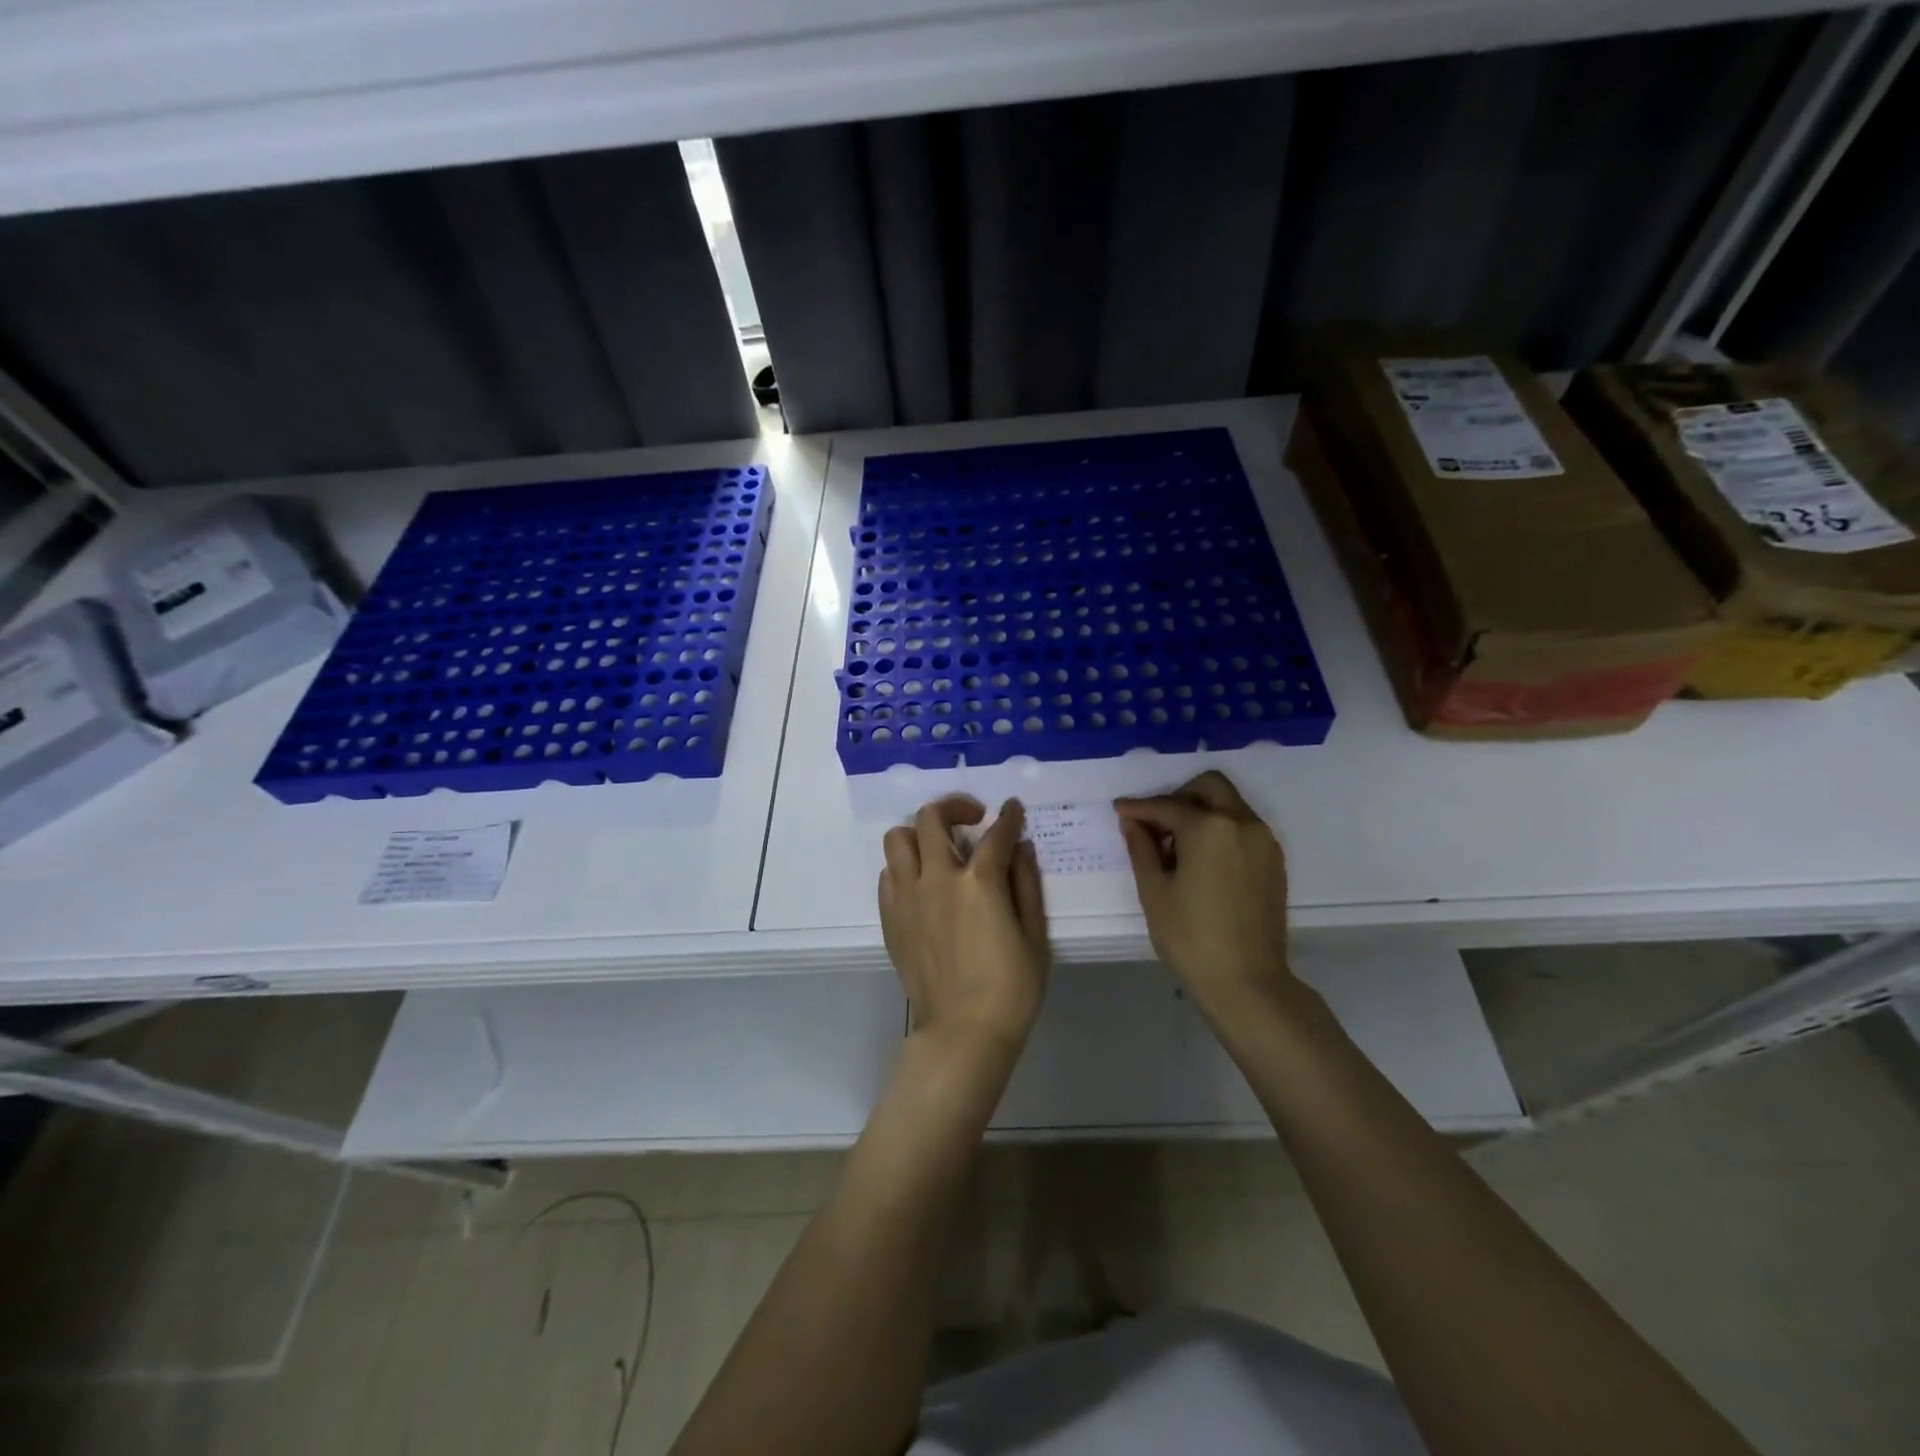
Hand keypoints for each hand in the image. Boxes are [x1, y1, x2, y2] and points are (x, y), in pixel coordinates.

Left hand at [880, 795, 1048, 1057]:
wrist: (962, 1033)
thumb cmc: (1010, 989)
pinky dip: (905, 866)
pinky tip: (924, 882)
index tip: (1013, 809)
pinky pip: (888, 874)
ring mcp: (907, 897)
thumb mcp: (1034, 935)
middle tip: (973, 819)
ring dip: (920, 833)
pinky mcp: (890, 918)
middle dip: (955, 806)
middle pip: (931, 818)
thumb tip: (1021, 847)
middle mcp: (936, 879)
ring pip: (898, 838)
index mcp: (978, 882)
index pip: (995, 833)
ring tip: (941, 848)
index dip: (1008, 817)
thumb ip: (1027, 884)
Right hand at [1115, 771, 1294, 1015]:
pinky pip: (1242, 828)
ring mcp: (1263, 841)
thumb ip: (1141, 847)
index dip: (1139, 807)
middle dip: (1178, 797)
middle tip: (1155, 824)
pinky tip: (1201, 860)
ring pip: (1229, 805)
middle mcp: (1242, 823)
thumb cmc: (1190, 936)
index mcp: (1209, 827)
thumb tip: (1132, 821)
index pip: (1167, 805)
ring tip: (1175, 846)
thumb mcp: (1154, 890)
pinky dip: (1220, 829)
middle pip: (1209, 787)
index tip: (1119, 810)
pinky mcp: (1274, 861)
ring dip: (1200, 812)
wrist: (1246, 982)